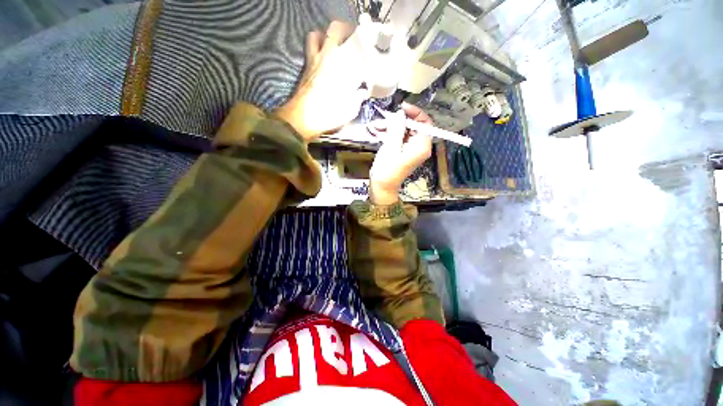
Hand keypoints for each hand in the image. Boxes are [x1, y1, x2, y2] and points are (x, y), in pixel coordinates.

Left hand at [274, 21, 370, 141]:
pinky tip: (322, 60)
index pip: (353, 43)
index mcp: (341, 64)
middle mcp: (326, 56)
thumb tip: (363, 92)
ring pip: (315, 35)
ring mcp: (312, 61)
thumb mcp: (350, 109)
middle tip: (350, 38)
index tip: (365, 47)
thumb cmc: (329, 113)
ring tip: (332, 45)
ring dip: (324, 36)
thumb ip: (358, 98)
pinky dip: (315, 49)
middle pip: (334, 29)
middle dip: (343, 30)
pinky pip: (309, 50)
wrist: (303, 119)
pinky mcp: (304, 69)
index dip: (360, 42)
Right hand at [368, 103, 432, 204]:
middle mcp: (419, 146)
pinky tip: (375, 131)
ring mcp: (410, 149)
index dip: (414, 112)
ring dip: (389, 127)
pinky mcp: (403, 151)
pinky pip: (397, 138)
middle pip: (412, 126)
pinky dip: (387, 134)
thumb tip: (399, 113)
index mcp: (422, 145)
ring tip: (374, 126)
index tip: (400, 107)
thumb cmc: (387, 170)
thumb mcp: (391, 147)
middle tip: (382, 119)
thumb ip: (396, 128)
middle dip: (396, 121)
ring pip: (402, 131)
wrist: (382, 187)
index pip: (425, 122)